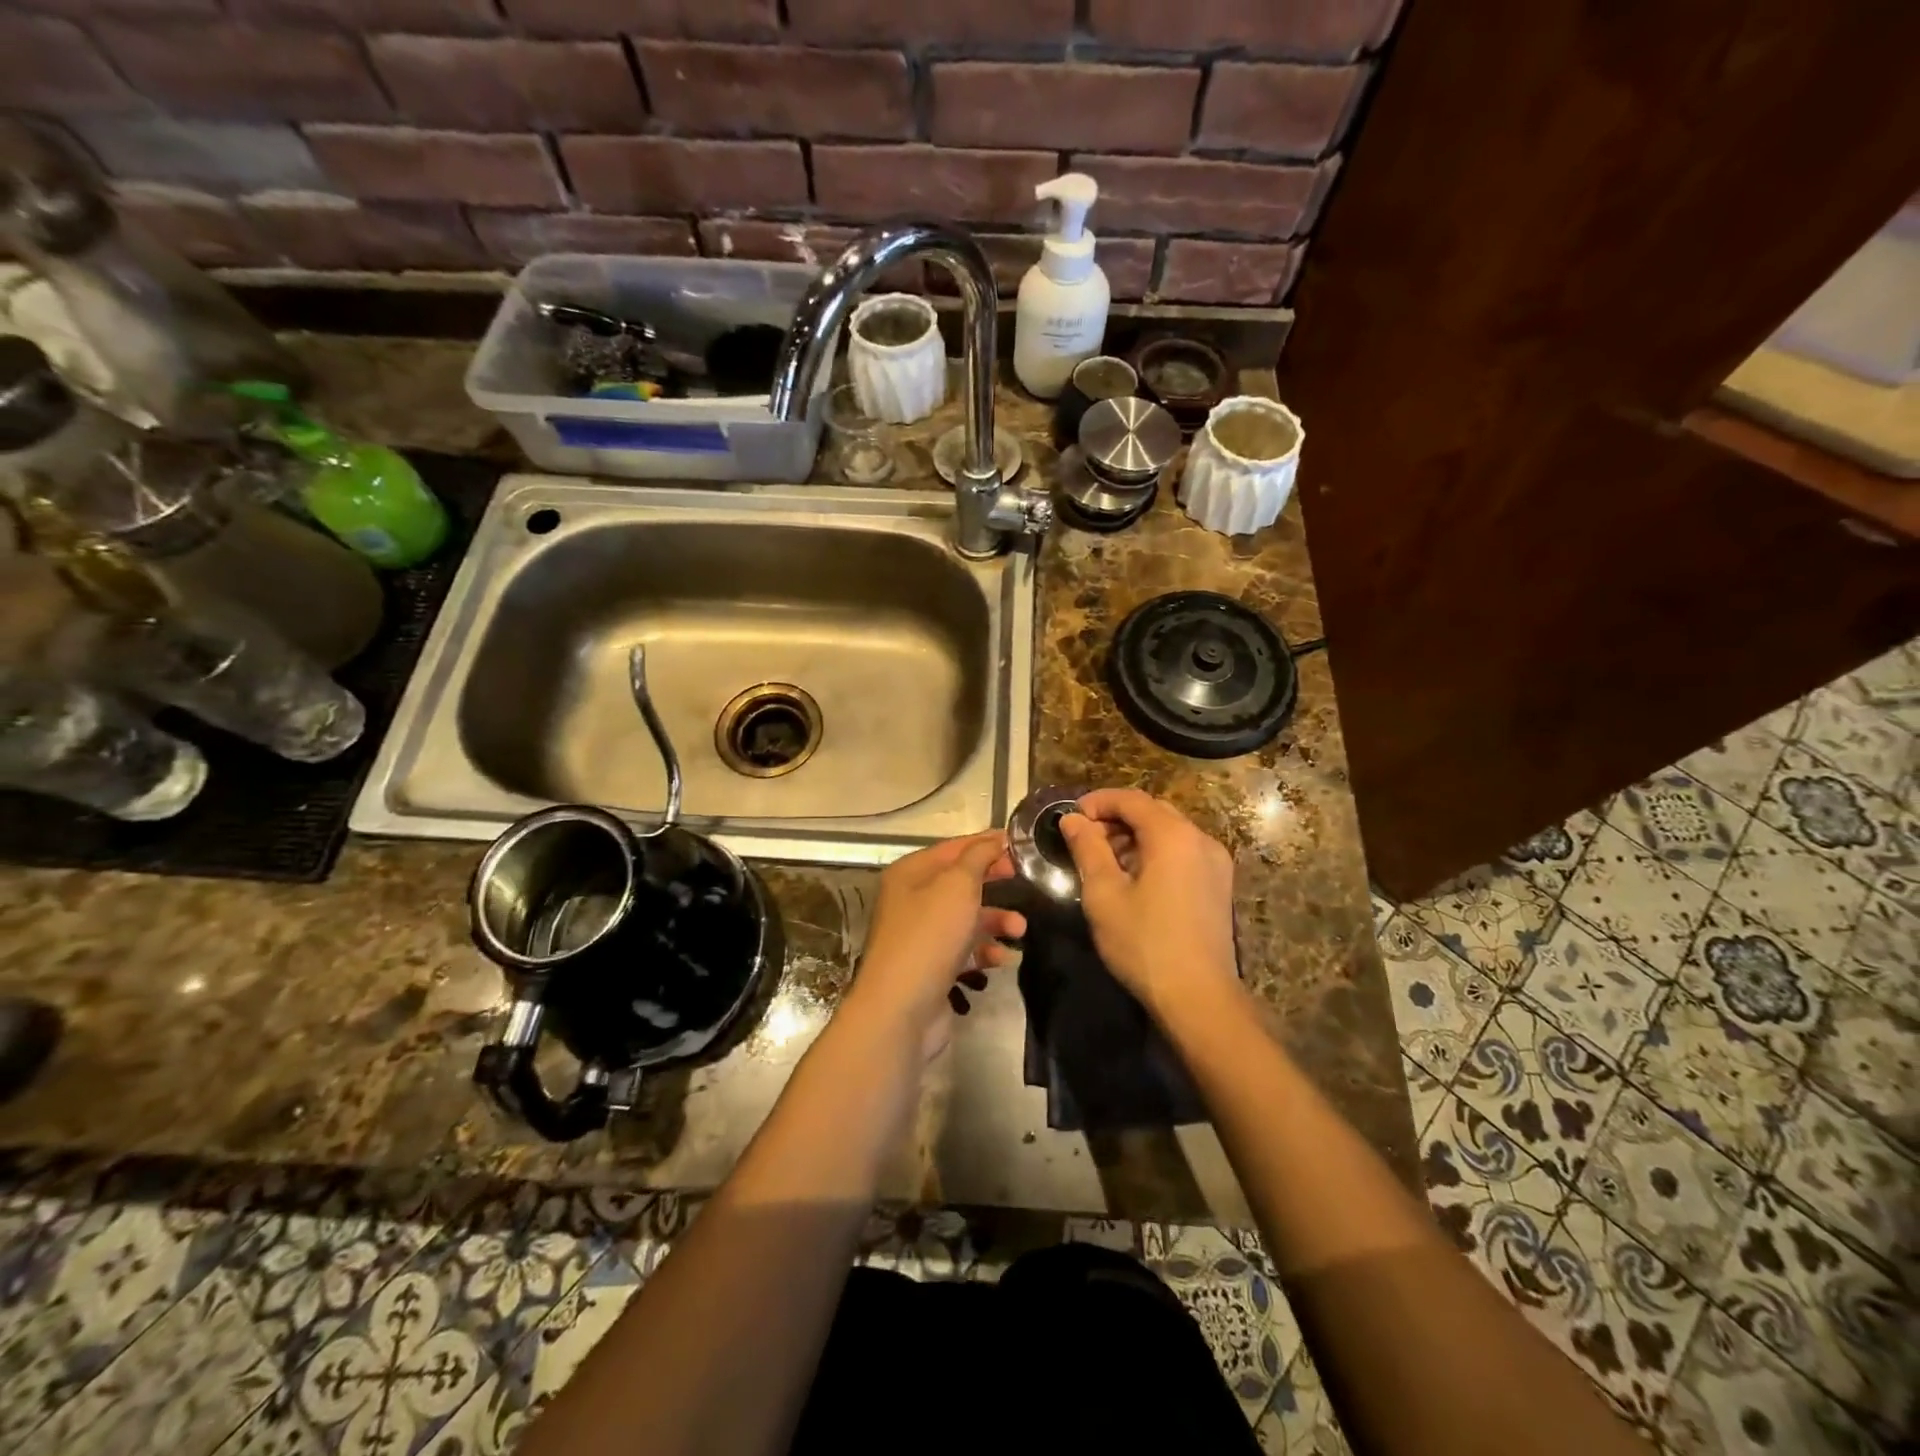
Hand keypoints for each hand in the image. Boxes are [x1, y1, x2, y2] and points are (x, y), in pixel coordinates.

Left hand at [850, 831, 1025, 1054]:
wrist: (901, 1009)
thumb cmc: (930, 935)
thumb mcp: (957, 885)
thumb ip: (979, 857)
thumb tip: (994, 840)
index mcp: (911, 873)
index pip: (954, 848)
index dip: (986, 844)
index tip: (1020, 845)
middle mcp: (912, 900)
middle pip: (961, 883)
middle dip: (994, 883)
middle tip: (1025, 882)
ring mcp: (921, 936)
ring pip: (966, 918)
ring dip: (996, 921)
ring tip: (1020, 930)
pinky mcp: (932, 967)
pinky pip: (965, 950)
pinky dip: (985, 951)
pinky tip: (1003, 958)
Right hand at [1058, 789, 1237, 1016]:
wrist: (1199, 997)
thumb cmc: (1144, 943)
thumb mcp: (1104, 894)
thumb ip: (1087, 848)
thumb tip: (1072, 819)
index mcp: (1173, 835)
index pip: (1131, 799)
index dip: (1098, 801)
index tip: (1070, 817)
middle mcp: (1201, 839)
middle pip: (1153, 811)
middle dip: (1116, 818)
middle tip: (1084, 839)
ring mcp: (1215, 862)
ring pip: (1169, 832)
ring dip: (1135, 836)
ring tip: (1104, 860)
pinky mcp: (1218, 885)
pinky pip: (1183, 852)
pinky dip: (1155, 852)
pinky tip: (1135, 878)